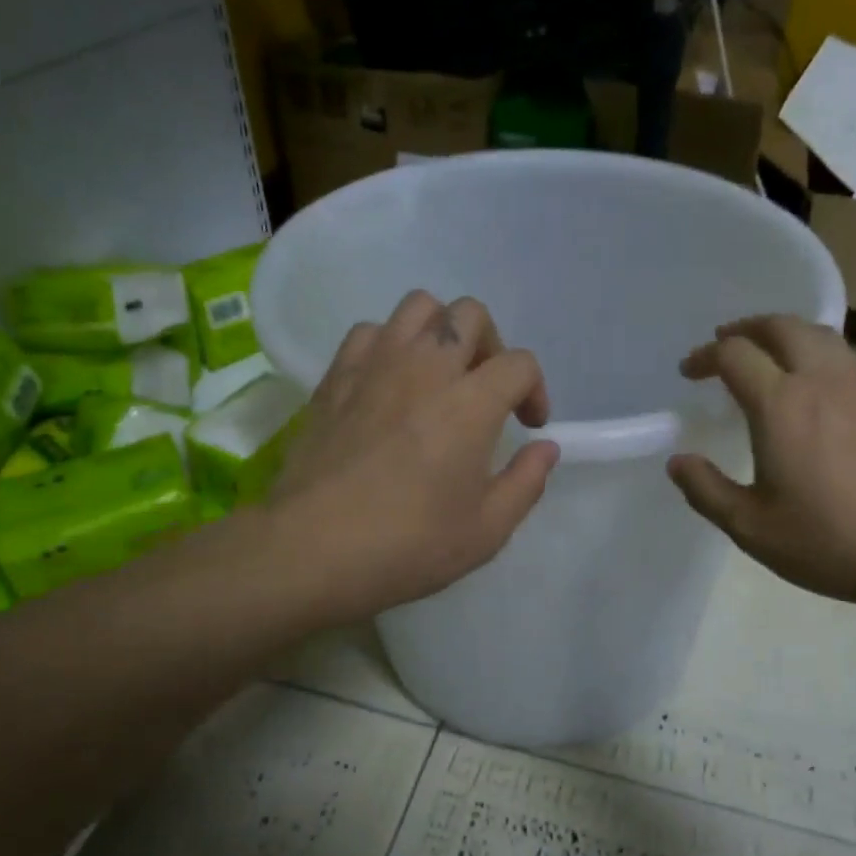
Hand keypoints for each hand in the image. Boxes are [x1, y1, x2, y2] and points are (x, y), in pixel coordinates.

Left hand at [269, 291, 559, 623]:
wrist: (311, 549)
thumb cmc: (407, 545)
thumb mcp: (486, 531)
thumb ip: (526, 482)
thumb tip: (544, 448)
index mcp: (470, 403)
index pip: (519, 364)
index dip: (535, 390)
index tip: (528, 426)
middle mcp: (425, 367)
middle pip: (470, 314)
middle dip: (491, 345)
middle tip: (485, 390)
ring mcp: (375, 365)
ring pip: (418, 306)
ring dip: (439, 332)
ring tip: (438, 375)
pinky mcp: (335, 376)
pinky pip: (369, 332)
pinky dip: (389, 345)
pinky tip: (389, 383)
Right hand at [667, 316, 855, 606]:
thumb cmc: (828, 539)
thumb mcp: (750, 526)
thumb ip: (706, 490)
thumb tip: (678, 461)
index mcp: (780, 404)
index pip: (734, 354)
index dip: (704, 356)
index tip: (688, 372)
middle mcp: (820, 380)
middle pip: (781, 326)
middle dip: (746, 328)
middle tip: (724, 344)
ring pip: (818, 333)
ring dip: (784, 333)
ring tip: (766, 353)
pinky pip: (845, 354)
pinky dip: (818, 351)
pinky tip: (815, 380)